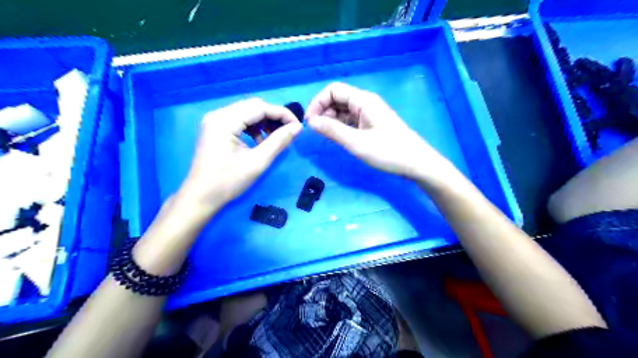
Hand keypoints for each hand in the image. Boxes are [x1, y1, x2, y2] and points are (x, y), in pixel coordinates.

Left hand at [176, 98, 301, 214]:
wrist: (201, 197)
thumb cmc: (228, 182)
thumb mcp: (258, 162)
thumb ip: (279, 142)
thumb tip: (297, 127)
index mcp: (225, 121)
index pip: (259, 107)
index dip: (282, 114)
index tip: (297, 126)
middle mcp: (218, 115)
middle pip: (253, 106)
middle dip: (273, 117)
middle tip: (288, 131)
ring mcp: (215, 121)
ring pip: (247, 112)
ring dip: (264, 122)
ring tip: (275, 138)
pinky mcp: (215, 129)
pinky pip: (239, 121)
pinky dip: (253, 128)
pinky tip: (260, 141)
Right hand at [307, 83, 449, 180]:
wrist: (416, 163)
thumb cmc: (388, 152)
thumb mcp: (356, 142)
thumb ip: (332, 130)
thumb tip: (310, 122)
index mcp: (363, 100)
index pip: (333, 90)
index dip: (318, 102)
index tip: (310, 122)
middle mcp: (365, 103)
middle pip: (337, 99)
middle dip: (324, 112)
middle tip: (318, 132)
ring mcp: (370, 114)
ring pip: (344, 111)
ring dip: (332, 120)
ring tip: (327, 137)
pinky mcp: (372, 124)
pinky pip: (351, 120)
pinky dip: (342, 127)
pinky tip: (339, 138)